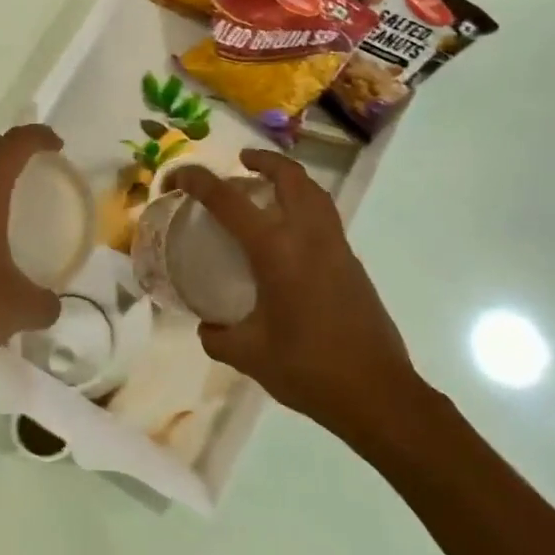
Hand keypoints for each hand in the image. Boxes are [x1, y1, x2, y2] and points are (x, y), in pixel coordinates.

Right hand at [173, 150, 432, 442]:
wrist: (377, 393)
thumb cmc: (308, 369)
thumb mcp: (249, 355)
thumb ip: (218, 337)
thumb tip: (207, 327)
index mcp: (276, 251)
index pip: (229, 200)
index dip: (198, 181)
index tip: (177, 177)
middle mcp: (309, 237)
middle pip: (290, 177)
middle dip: (263, 160)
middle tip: (241, 162)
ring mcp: (337, 248)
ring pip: (315, 193)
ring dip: (290, 179)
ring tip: (268, 187)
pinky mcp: (353, 265)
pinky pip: (326, 218)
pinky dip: (306, 206)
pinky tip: (290, 234)